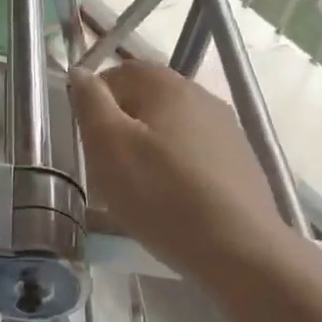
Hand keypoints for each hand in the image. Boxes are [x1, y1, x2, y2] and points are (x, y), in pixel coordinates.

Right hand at [70, 58, 286, 281]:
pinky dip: (174, 169)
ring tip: (135, 188)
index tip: (86, 135)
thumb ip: (91, 103)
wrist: (239, 249)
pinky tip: (169, 201)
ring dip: (147, 148)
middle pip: (148, 99)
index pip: (121, 71)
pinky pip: (193, 154)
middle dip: (121, 126)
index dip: (96, 97)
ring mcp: (226, 131)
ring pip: (171, 129)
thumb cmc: (162, 194)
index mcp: (169, 86)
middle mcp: (202, 98)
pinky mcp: (240, 163)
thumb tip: (81, 72)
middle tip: (105, 165)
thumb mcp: (109, 146)